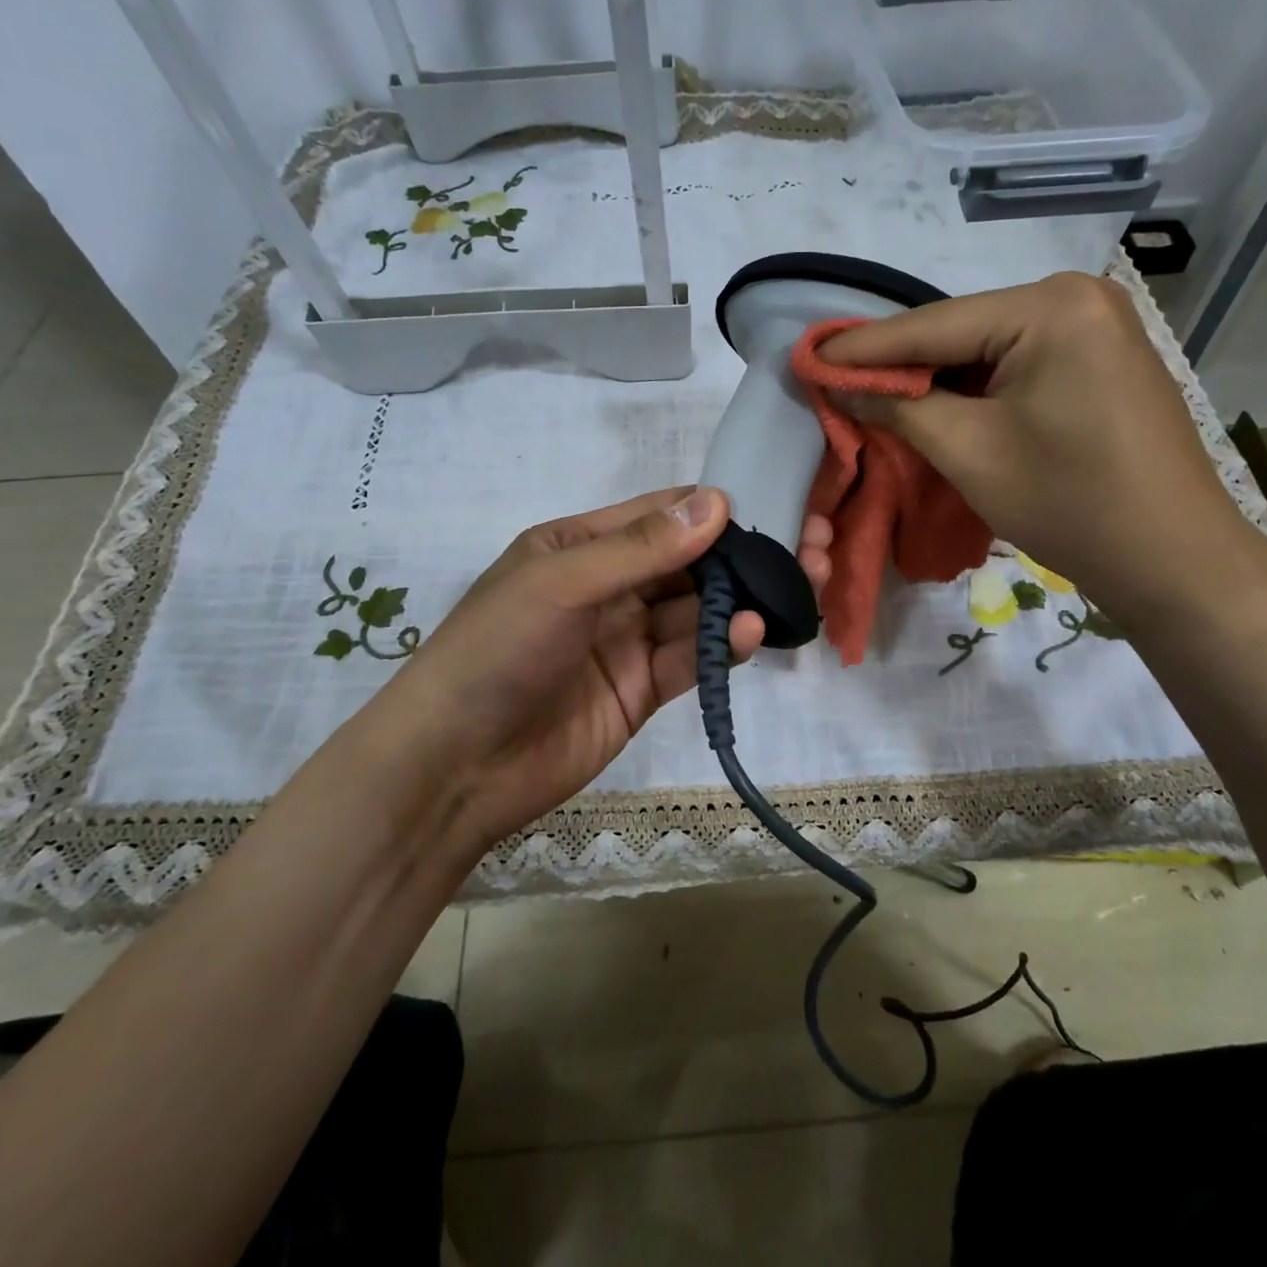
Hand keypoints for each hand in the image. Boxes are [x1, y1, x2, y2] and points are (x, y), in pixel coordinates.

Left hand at [347, 487, 830, 857]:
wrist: (455, 766)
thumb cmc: (496, 653)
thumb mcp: (562, 585)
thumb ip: (641, 548)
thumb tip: (719, 499)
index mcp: (580, 546)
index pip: (661, 515)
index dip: (716, 509)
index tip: (777, 504)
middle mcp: (609, 587)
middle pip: (690, 563)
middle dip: (746, 556)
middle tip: (810, 546)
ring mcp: (627, 640)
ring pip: (699, 611)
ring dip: (744, 600)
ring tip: (799, 586)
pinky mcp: (642, 689)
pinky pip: (691, 658)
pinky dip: (723, 646)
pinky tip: (753, 632)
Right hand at [817, 272, 1266, 630]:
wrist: (1173, 558)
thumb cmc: (1069, 503)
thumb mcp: (969, 452)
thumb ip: (897, 408)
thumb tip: (837, 383)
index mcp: (1051, 307)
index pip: (931, 325)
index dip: (862, 348)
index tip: (806, 357)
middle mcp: (1077, 298)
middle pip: (959, 331)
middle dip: (897, 364)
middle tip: (833, 379)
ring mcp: (1094, 327)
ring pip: (985, 349)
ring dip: (932, 377)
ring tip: (871, 394)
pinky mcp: (1099, 360)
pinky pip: (1015, 365)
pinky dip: (971, 388)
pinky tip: (934, 404)